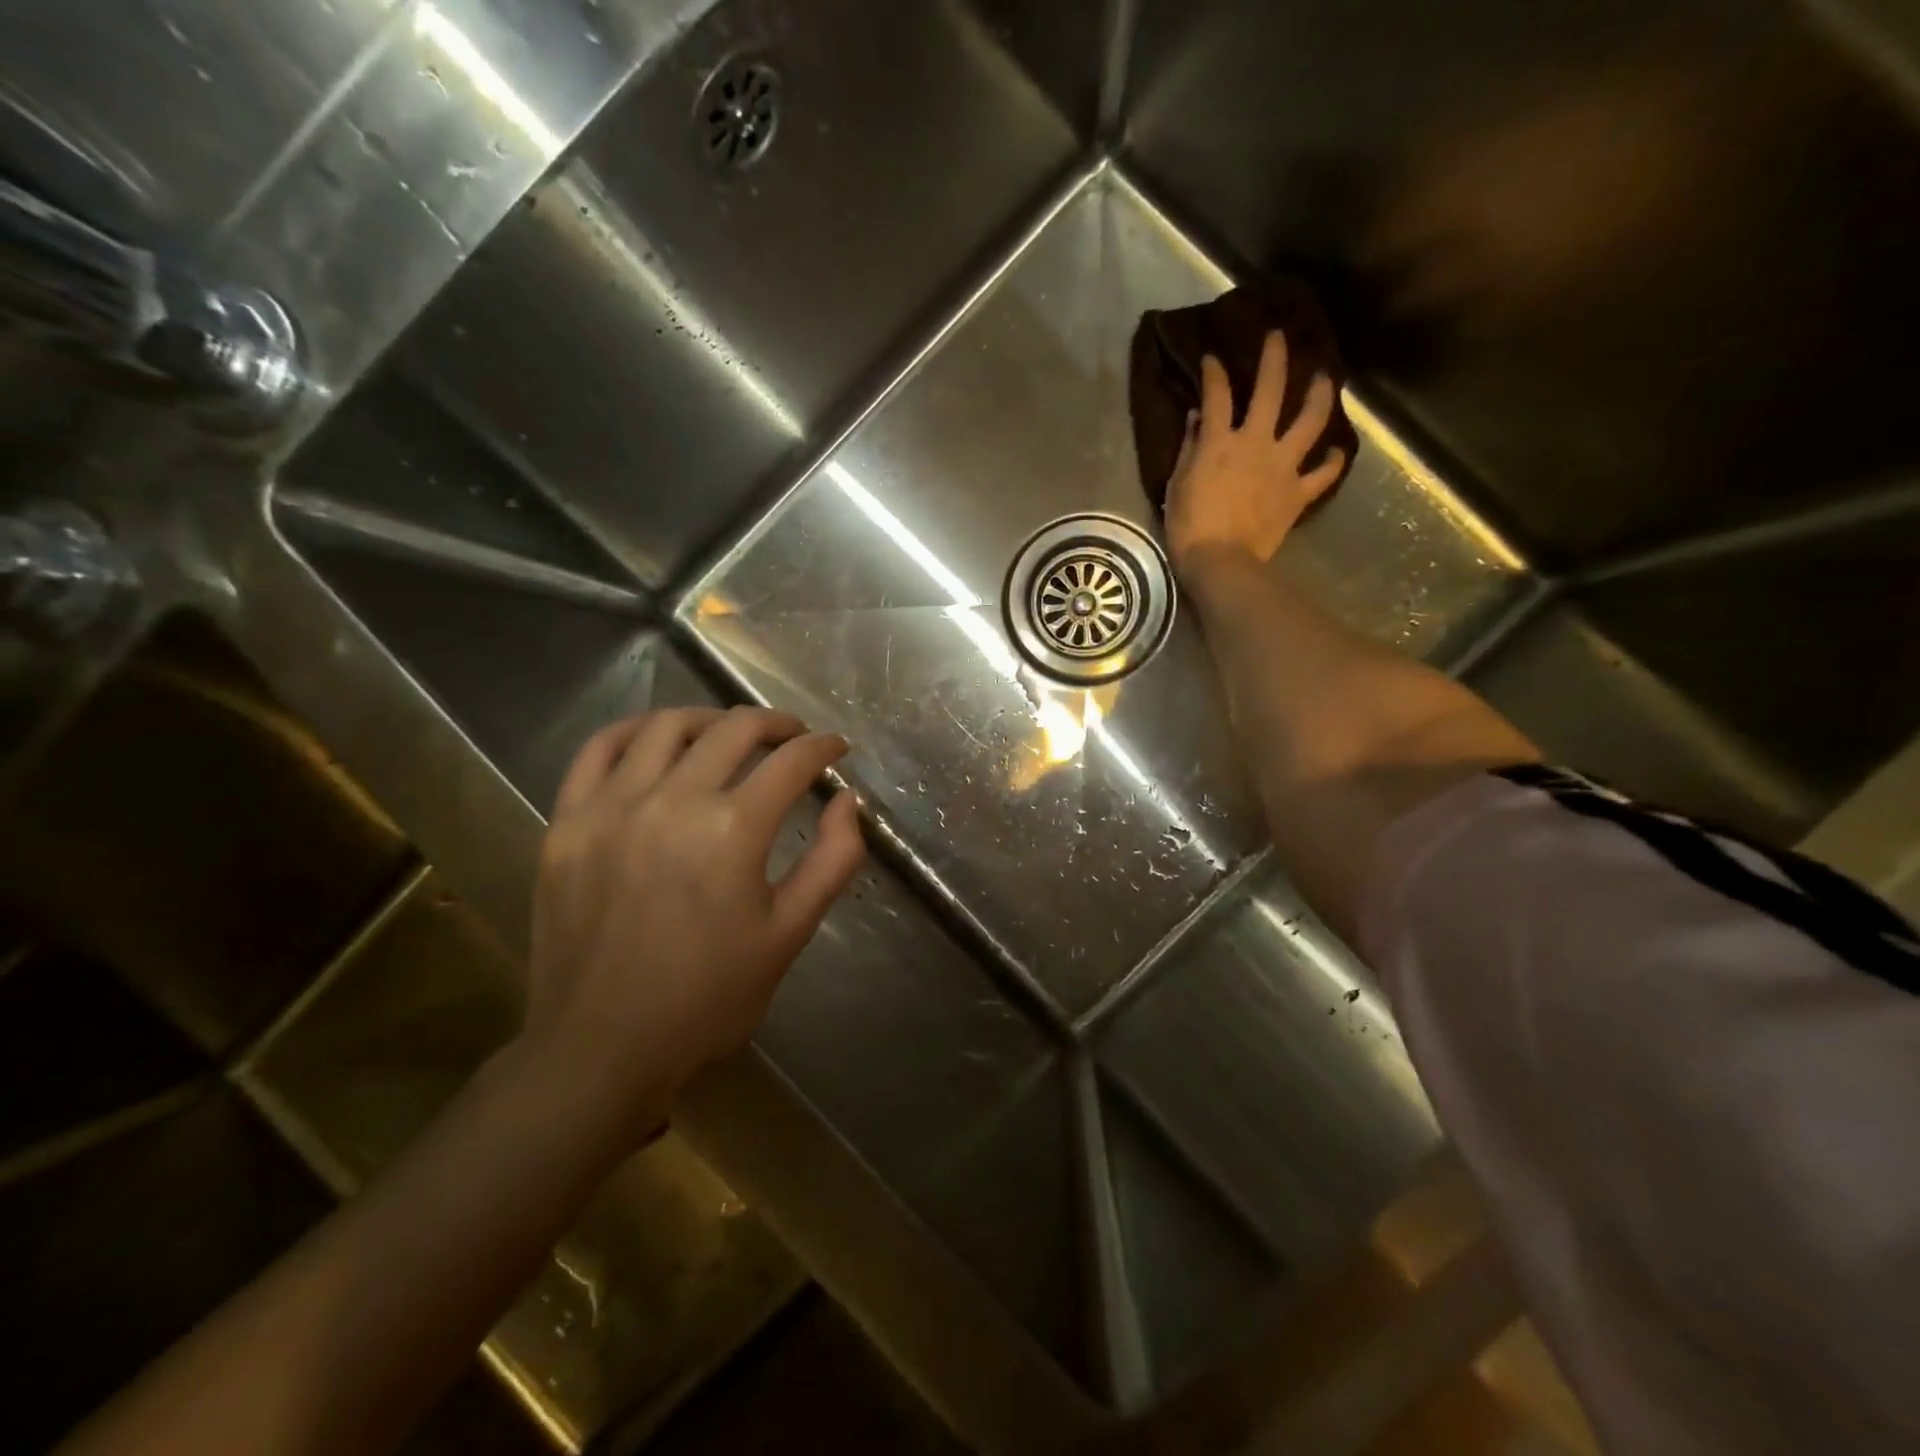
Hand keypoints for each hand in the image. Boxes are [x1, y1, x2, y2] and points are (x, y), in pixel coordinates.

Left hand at [519, 706, 863, 1137]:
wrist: (602, 1048)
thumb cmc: (709, 997)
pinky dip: (636, 730)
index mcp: (733, 830)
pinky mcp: (568, 821)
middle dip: (776, 724)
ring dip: (711, 719)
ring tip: (730, 733)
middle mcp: (672, 801)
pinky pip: (599, 749)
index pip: (791, 761)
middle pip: (733, 729)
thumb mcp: (789, 934)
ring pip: (667, 725)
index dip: (822, 747)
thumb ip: (832, 860)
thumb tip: (847, 801)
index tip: (836, 747)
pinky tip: (657, 738)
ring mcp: (611, 806)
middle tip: (793, 736)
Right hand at [1163, 331, 1345, 575]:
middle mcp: (1256, 443)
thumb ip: (1190, 449)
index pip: (1217, 395)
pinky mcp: (1298, 492)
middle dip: (1274, 358)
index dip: (1214, 373)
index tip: (1212, 358)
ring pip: (1310, 420)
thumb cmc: (1190, 527)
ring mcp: (1283, 465)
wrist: (1221, 562)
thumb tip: (1197, 420)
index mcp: (1220, 442)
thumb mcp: (1177, 486)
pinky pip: (1323, 473)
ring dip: (1320, 394)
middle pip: (1271, 390)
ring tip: (1326, 378)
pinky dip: (1332, 462)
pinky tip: (1336, 452)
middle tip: (1278, 337)